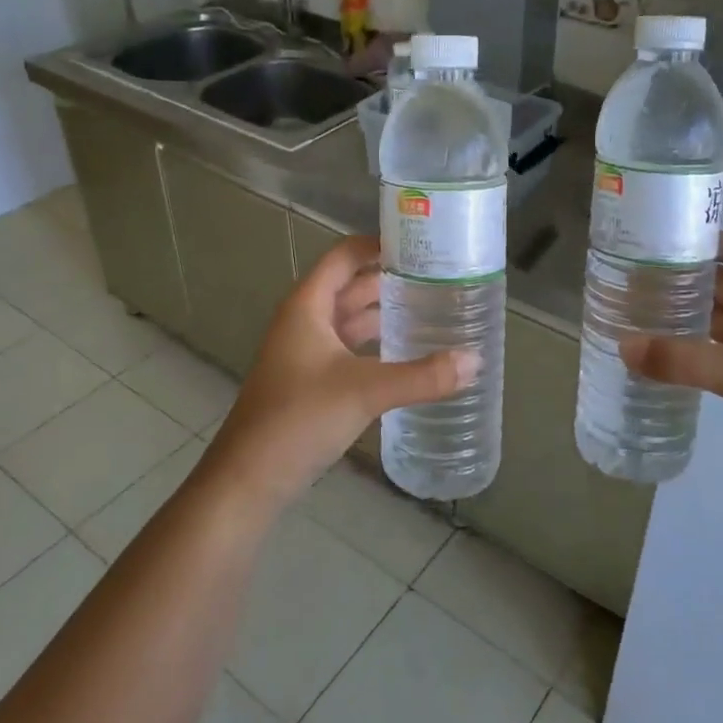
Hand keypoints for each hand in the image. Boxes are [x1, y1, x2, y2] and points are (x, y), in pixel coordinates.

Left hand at [208, 235, 478, 508]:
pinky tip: (408, 352)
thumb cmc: (298, 419)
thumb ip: (422, 376)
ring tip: (432, 309)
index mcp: (307, 306)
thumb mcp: (364, 392)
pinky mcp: (313, 381)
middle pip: (351, 286)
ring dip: (385, 312)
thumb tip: (474, 360)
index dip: (379, 243)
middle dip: (391, 279)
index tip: (422, 243)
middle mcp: (305, 321)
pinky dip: (377, 344)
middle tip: (441, 277)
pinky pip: (351, 349)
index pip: (345, 256)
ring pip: (351, 320)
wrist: (247, 480)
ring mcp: (307, 352)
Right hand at [621, 231, 722, 501]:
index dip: (700, 243)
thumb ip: (682, 359)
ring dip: (682, 319)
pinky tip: (654, 354)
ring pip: (717, 321)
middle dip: (681, 283)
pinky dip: (689, 351)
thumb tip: (622, 346)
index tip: (651, 245)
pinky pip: (716, 353)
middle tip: (628, 285)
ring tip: (632, 315)